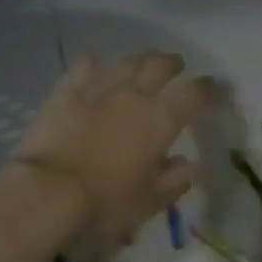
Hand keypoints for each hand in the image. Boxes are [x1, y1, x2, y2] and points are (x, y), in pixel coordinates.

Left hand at [14, 51, 215, 242]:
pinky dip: (93, 64)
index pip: (193, 95)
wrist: (50, 191)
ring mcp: (98, 89)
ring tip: (142, 62)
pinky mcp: (66, 92)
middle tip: (177, 65)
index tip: (211, 87)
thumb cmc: (106, 202)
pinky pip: (83, 67)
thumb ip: (175, 181)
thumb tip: (189, 164)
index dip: (206, 88)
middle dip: (173, 63)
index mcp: (161, 121)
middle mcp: (134, 96)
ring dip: (139, 59)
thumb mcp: (150, 202)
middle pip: (159, 66)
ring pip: (125, 62)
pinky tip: (94, 65)